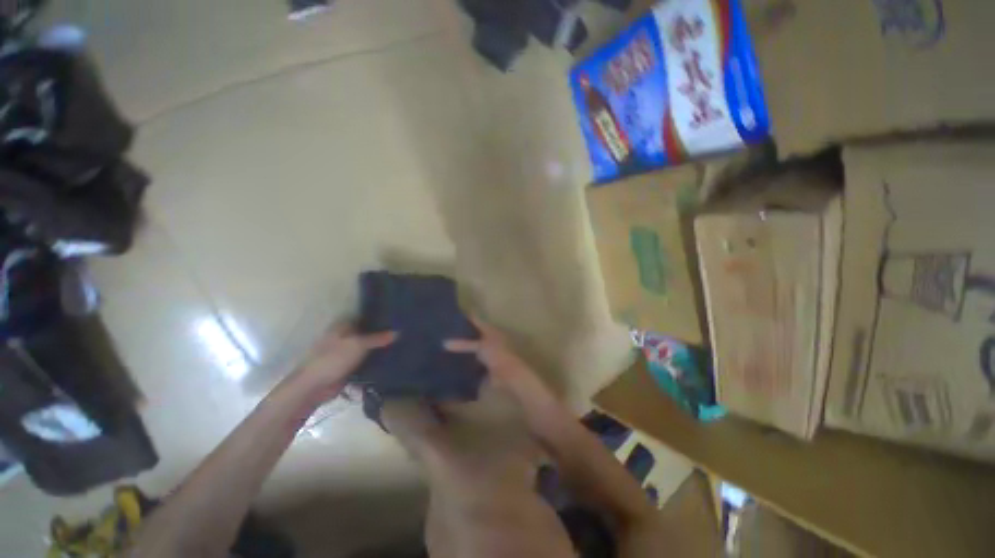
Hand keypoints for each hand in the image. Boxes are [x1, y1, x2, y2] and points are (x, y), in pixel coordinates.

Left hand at [295, 323, 395, 391]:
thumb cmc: (334, 359)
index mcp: (344, 327)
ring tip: (402, 344)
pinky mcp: (350, 366)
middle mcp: (346, 337)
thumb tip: (398, 332)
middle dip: (383, 333)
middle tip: (403, 331)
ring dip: (380, 348)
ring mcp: (347, 352)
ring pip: (368, 347)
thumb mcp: (359, 344)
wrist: (316, 386)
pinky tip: (391, 359)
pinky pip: (366, 361)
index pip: (365, 317)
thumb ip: (378, 338)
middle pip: (367, 332)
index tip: (397, 317)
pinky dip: (376, 360)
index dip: (380, 317)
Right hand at [445, 318, 542, 393]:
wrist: (508, 374)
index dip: (465, 317)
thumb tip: (444, 343)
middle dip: (461, 334)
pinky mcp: (485, 365)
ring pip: (472, 347)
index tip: (451, 316)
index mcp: (490, 330)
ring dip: (463, 348)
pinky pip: (472, 360)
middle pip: (473, 334)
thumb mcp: (479, 346)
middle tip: (444, 332)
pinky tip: (452, 361)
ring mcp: (487, 352)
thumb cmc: (496, 353)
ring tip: (445, 345)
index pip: (476, 320)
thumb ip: (463, 344)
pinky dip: (464, 360)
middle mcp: (489, 339)